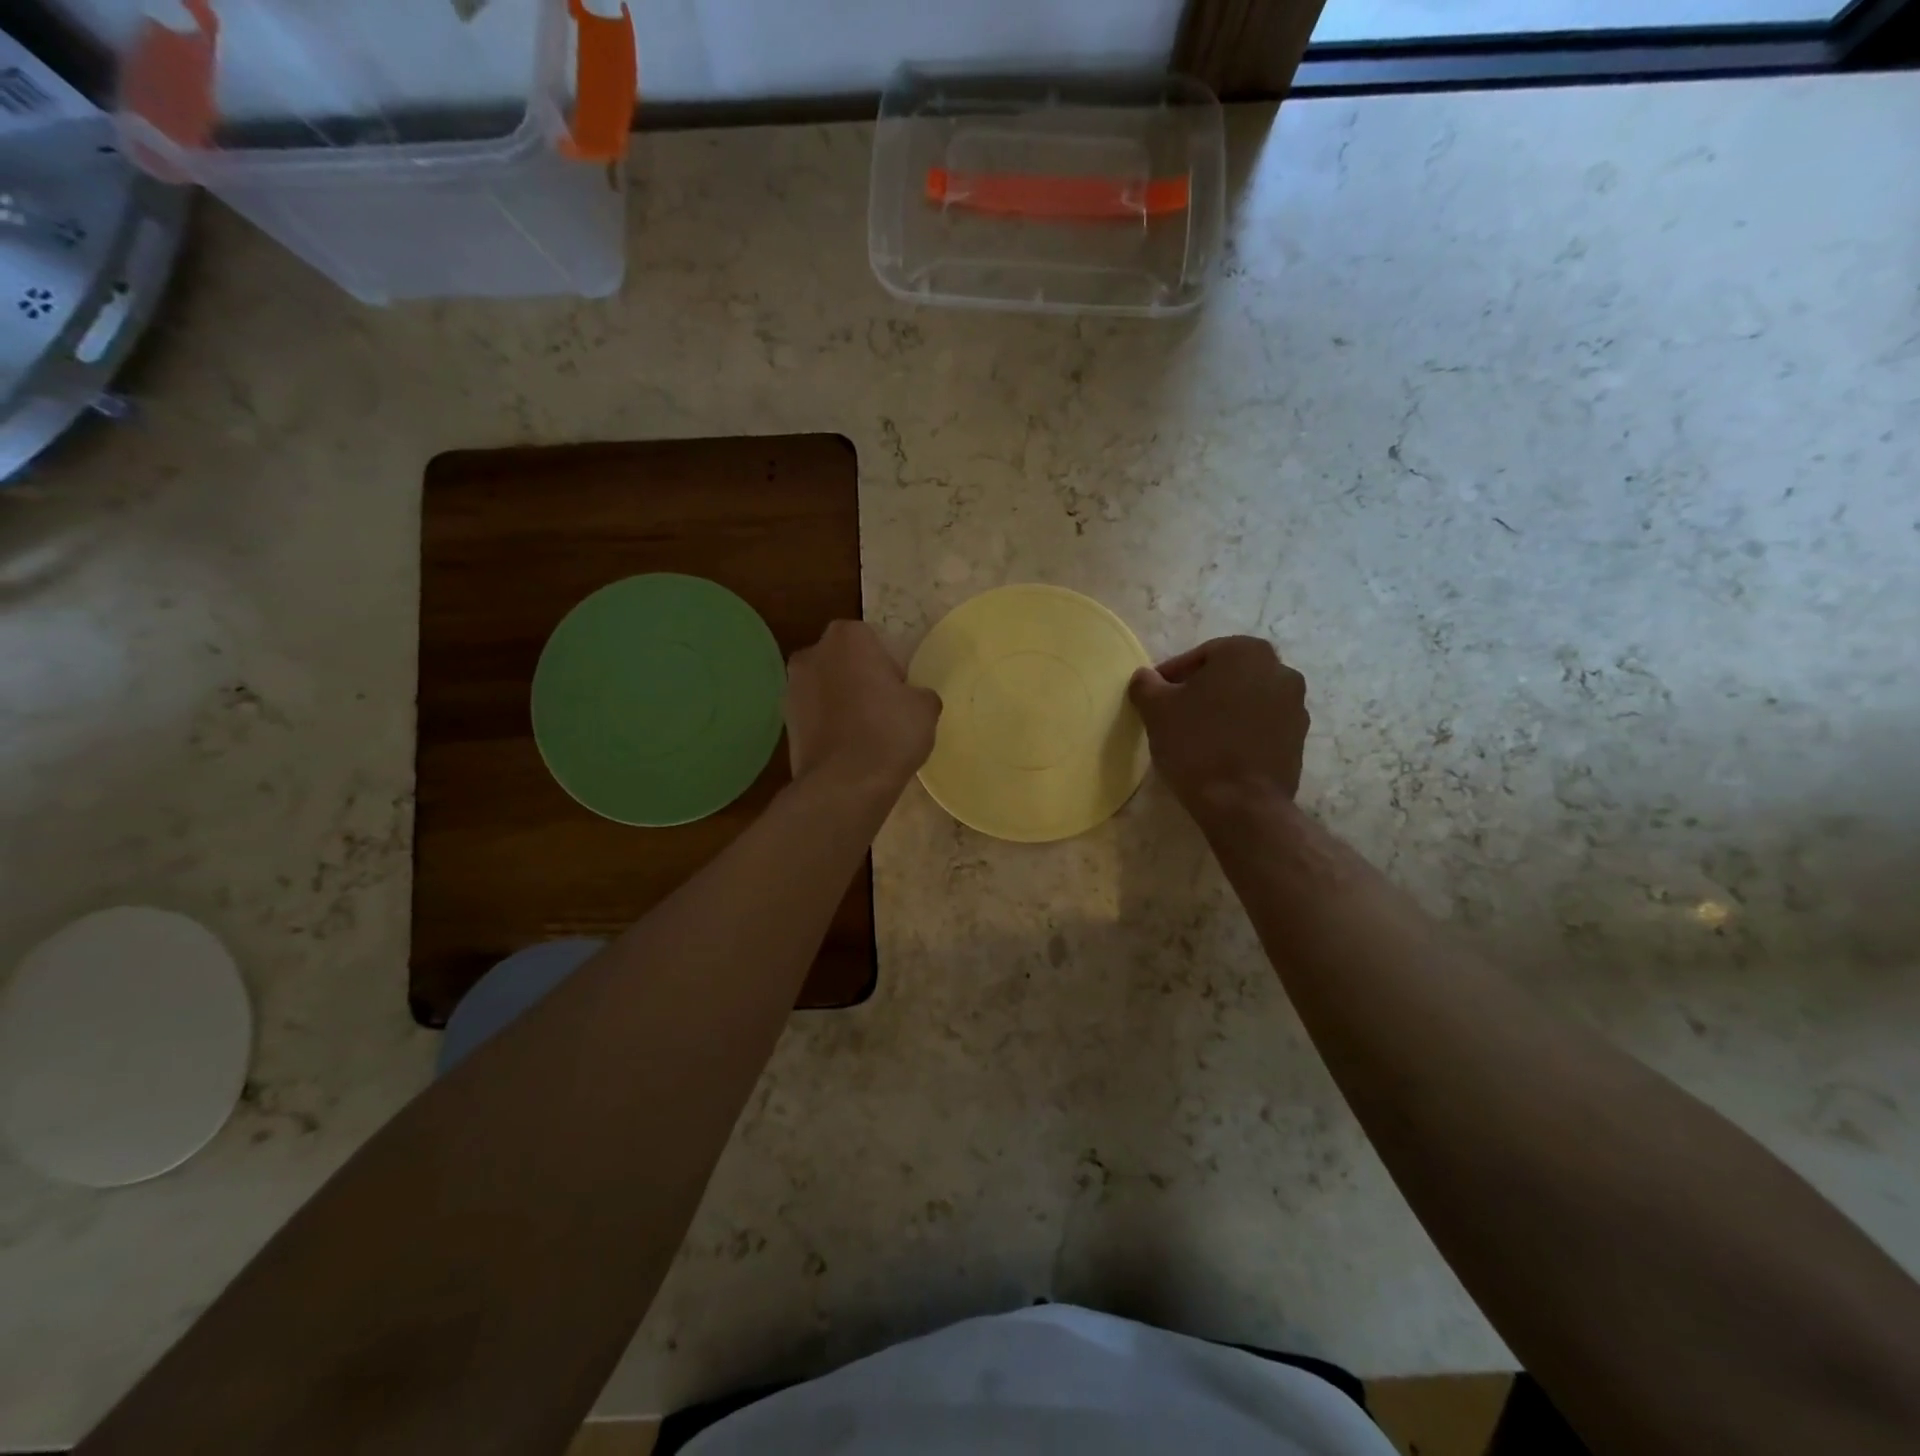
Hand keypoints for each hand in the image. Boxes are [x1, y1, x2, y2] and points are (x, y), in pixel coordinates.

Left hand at [785, 621, 940, 793]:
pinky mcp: (784, 721)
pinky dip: (828, 725)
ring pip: (827, 688)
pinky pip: (815, 715)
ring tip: (865, 734)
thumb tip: (913, 699)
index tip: (900, 693)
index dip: (889, 667)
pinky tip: (847, 749)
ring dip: (842, 702)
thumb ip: (919, 693)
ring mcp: (792, 687)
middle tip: (884, 711)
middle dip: (861, 679)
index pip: (874, 642)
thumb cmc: (889, 733)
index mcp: (847, 636)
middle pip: (845, 662)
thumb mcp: (925, 708)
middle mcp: (812, 653)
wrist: (844, 785)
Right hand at [1129, 636, 1308, 813]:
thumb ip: (1146, 685)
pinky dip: (1242, 731)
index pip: (1199, 656)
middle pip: (1227, 675)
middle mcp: (1279, 669)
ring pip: (1247, 699)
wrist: (1241, 802)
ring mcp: (1296, 705)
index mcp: (1245, 652)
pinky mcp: (1299, 738)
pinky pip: (1262, 725)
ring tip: (1197, 736)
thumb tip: (1145, 677)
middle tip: (1174, 714)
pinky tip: (1220, 752)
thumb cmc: (1196, 744)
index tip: (1155, 697)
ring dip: (1223, 710)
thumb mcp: (1156, 709)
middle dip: (1201, 691)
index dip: (1172, 677)